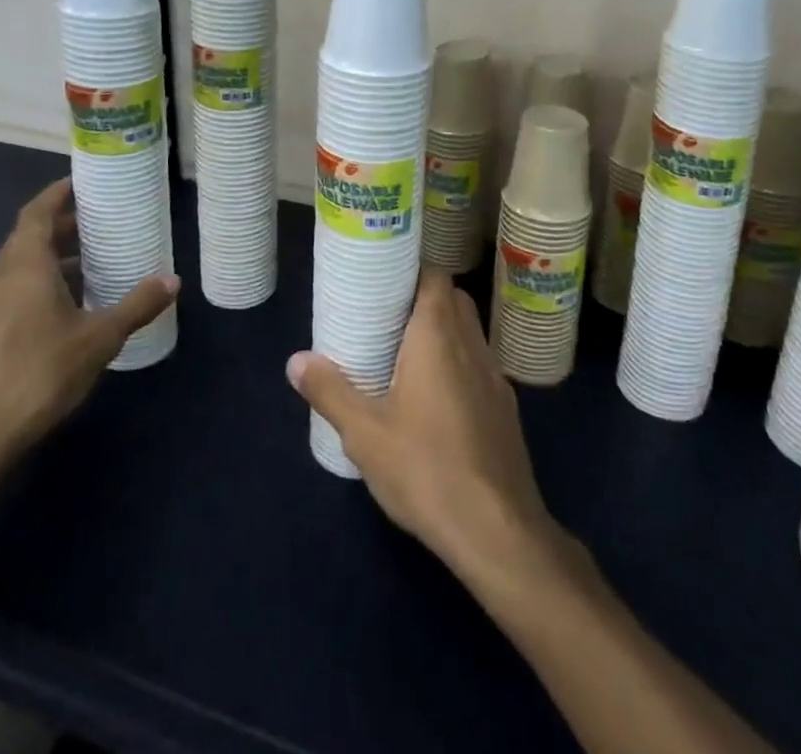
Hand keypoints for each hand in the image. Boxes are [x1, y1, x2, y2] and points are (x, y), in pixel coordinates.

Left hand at [0, 179, 177, 483]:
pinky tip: (67, 304)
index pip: (37, 211)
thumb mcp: (99, 338)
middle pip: (29, 235)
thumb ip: (136, 305)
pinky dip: (39, 281)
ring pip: (19, 265)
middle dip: (62, 224)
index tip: (83, 181)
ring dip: (52, 255)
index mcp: (24, 265)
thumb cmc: (39, 374)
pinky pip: (13, 289)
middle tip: (99, 219)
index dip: (58, 193)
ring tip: (90, 259)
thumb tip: (173, 280)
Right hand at [287, 276, 558, 575]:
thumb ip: (330, 391)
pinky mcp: (505, 409)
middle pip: (453, 300)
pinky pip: (478, 367)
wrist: (497, 530)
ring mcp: (494, 377)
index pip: (435, 277)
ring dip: (442, 333)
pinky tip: (435, 401)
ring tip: (405, 355)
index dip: (412, 270)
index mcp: (438, 336)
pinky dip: (458, 365)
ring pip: (469, 333)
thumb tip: (295, 360)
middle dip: (423, 299)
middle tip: (386, 317)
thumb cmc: (425, 468)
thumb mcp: (364, 433)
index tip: (383, 280)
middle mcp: (472, 345)